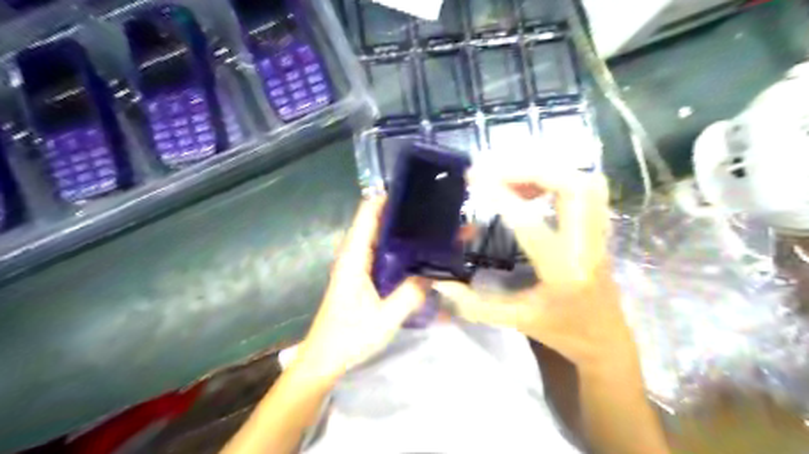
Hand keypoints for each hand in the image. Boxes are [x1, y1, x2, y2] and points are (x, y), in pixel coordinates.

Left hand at [294, 196, 424, 378]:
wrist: (324, 359)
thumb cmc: (349, 336)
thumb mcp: (385, 318)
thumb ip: (410, 295)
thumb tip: (433, 274)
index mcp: (354, 257)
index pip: (367, 215)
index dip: (387, 198)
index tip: (414, 190)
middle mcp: (353, 256)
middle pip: (376, 223)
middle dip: (402, 213)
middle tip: (432, 210)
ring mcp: (357, 267)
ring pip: (379, 239)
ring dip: (401, 231)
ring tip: (430, 226)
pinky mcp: (361, 278)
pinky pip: (381, 255)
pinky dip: (397, 249)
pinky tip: (417, 254)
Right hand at [439, 160, 634, 372]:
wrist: (606, 338)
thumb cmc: (562, 331)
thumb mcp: (516, 321)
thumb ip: (474, 305)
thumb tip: (440, 284)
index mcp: (564, 273)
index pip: (532, 225)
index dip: (502, 197)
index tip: (474, 180)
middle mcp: (588, 246)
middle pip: (573, 187)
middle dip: (529, 170)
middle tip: (491, 170)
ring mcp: (599, 234)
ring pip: (584, 182)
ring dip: (544, 170)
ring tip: (509, 175)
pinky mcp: (599, 227)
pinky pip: (585, 188)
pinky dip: (556, 177)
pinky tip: (530, 187)